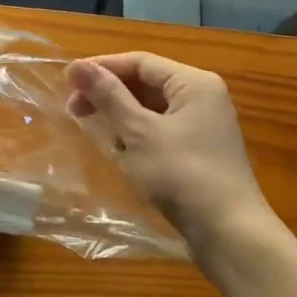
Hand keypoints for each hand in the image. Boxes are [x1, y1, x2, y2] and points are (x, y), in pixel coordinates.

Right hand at [66, 53, 275, 251]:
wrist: (230, 235)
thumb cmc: (182, 175)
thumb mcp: (139, 133)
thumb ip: (108, 96)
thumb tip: (76, 65)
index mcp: (194, 83)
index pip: (140, 62)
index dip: (102, 67)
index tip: (67, 81)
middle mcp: (202, 97)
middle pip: (147, 82)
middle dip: (109, 93)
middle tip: (73, 108)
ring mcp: (203, 125)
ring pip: (152, 108)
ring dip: (120, 114)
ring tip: (91, 127)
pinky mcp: (199, 151)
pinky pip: (160, 130)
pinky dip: (136, 134)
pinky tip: (118, 149)